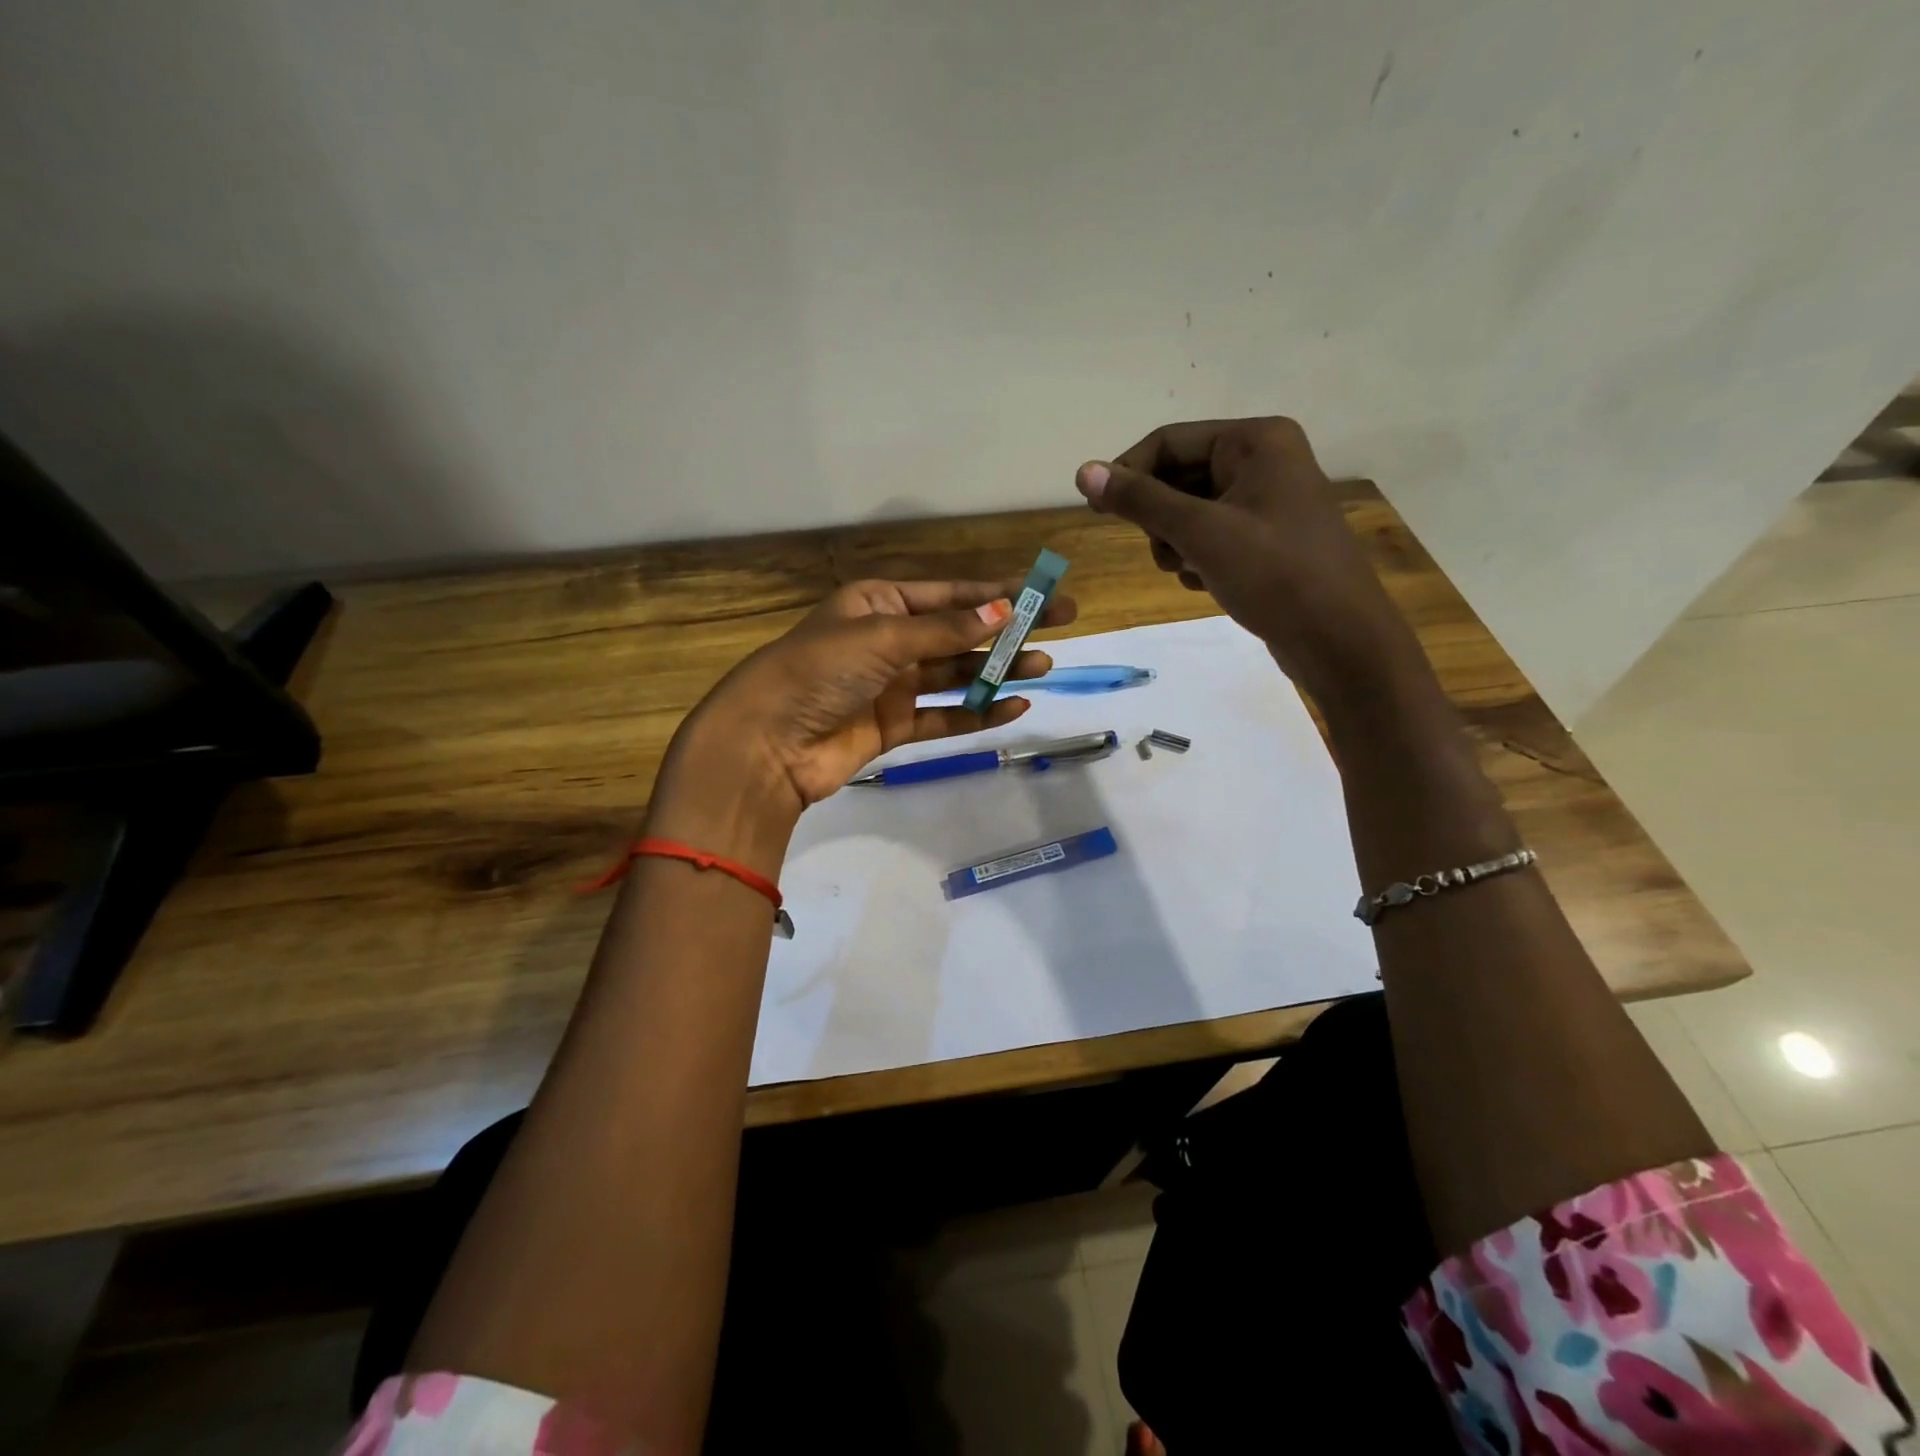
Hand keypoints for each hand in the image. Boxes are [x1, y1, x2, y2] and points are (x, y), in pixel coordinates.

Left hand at [669, 577, 1077, 823]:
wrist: (767, 743)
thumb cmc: (819, 671)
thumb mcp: (883, 637)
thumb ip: (945, 630)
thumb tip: (1003, 610)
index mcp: (878, 603)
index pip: (950, 595)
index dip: (998, 593)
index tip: (1043, 594)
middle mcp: (888, 640)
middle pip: (959, 633)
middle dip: (1007, 632)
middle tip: (1060, 629)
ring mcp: (892, 686)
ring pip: (955, 674)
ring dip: (997, 671)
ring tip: (1043, 668)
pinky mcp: (893, 727)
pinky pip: (943, 715)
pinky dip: (975, 712)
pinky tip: (1012, 707)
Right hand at [1076, 417, 1412, 704]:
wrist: (1339, 640)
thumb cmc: (1274, 575)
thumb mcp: (1200, 533)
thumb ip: (1140, 501)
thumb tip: (1084, 470)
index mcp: (1256, 441)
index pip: (1168, 442)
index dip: (1127, 474)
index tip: (1096, 511)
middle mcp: (1264, 460)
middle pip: (1177, 476)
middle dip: (1159, 518)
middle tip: (1163, 552)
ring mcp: (1267, 501)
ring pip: (1190, 511)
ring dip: (1175, 543)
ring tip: (1189, 571)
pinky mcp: (1266, 538)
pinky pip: (1211, 536)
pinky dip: (1197, 558)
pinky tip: (1206, 583)